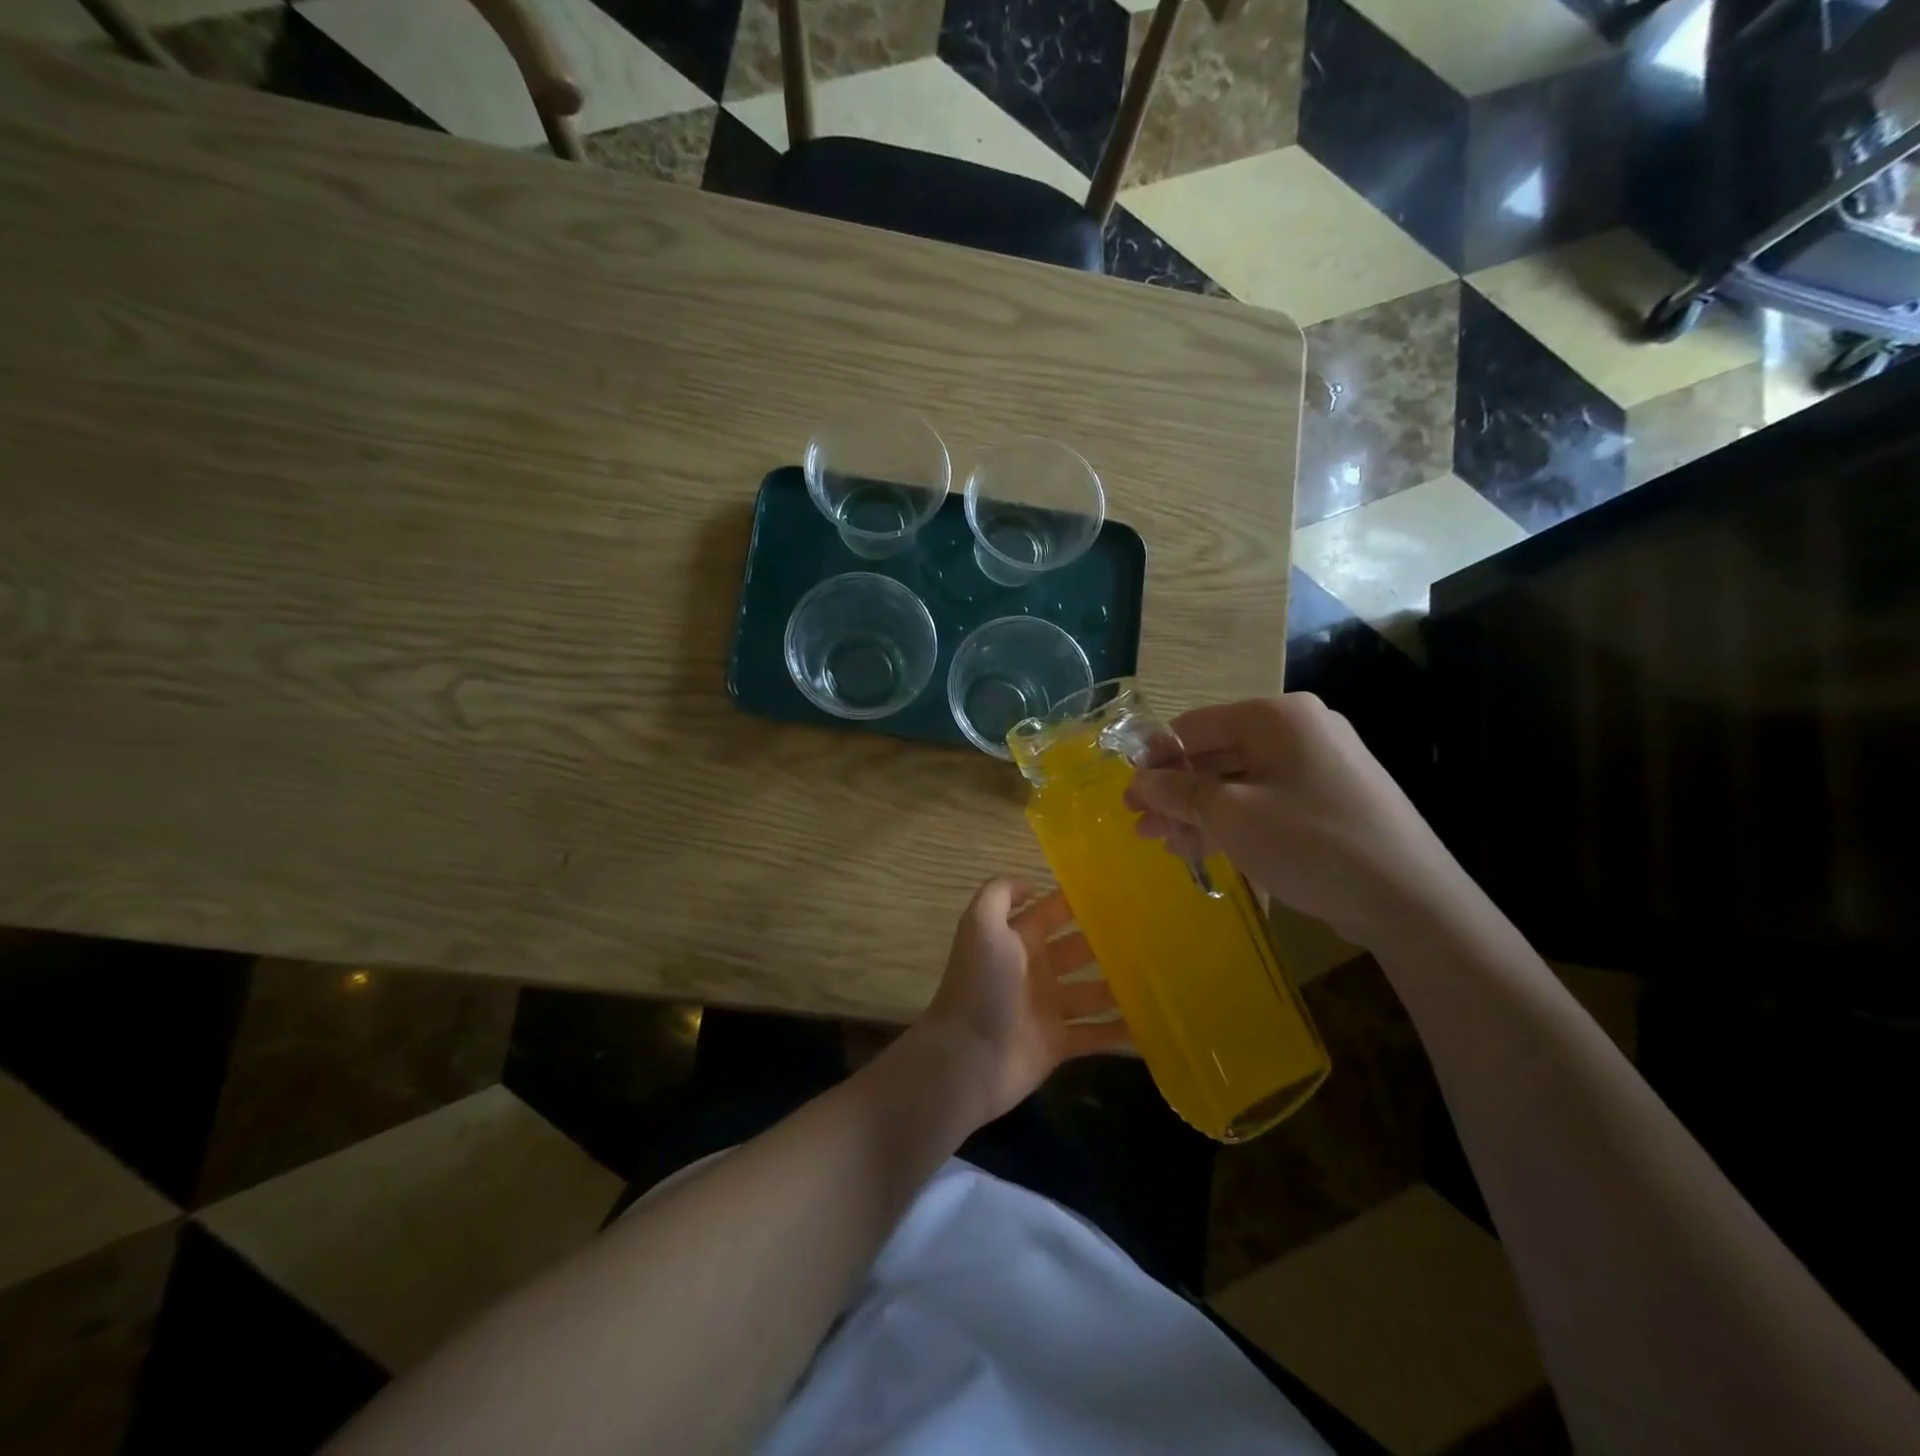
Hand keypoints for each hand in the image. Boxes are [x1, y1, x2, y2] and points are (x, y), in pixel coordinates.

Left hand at [917, 877, 1128, 1128]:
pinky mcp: (1058, 1044)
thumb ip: (1000, 894)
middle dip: (1108, 941)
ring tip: (1163, 974)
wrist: (967, 1058)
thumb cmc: (979, 986)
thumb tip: (1032, 885)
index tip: (1120, 892)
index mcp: (1017, 940)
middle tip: (1153, 934)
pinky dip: (1120, 1030)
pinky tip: (1152, 1022)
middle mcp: (1034, 970)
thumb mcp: (980, 926)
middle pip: (1078, 950)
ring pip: (1093, 991)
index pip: (1052, 913)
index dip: (1078, 902)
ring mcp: (1047, 1008)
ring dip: (1120, 984)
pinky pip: (1096, 1034)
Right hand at [1123, 694, 1460, 948]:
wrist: (1410, 900)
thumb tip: (1140, 782)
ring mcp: (1319, 765)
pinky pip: (1266, 800)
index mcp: (1276, 717)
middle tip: (1140, 823)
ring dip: (1198, 810)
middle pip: (1217, 754)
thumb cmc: (1310, 842)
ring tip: (1164, 843)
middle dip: (1174, 791)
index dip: (1154, 757)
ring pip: (1239, 781)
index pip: (1195, 725)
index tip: (1127, 792)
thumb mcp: (1231, 815)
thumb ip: (1179, 792)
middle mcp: (1299, 730)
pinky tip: (1203, 847)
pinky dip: (1232, 820)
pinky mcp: (1330, 800)